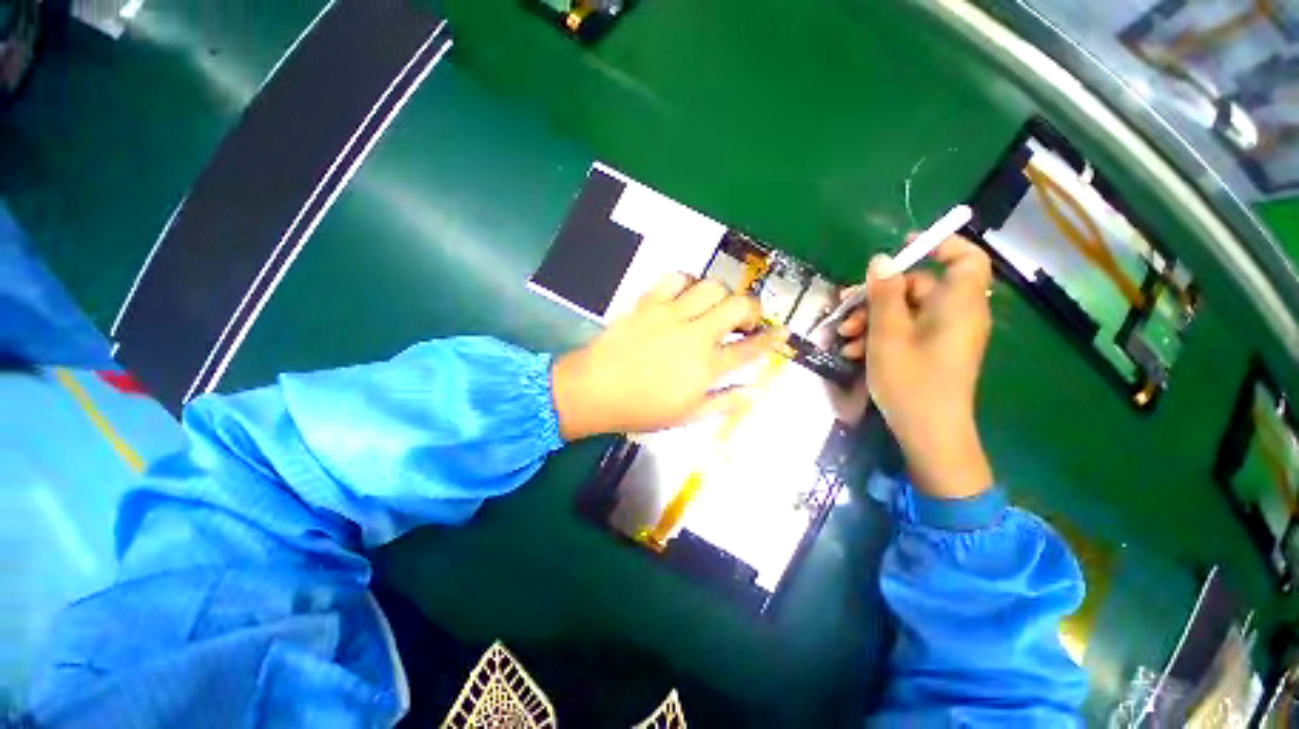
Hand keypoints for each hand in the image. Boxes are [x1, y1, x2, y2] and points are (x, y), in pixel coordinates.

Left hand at [551, 274, 786, 439]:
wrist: (594, 390)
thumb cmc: (641, 408)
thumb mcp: (687, 415)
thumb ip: (725, 402)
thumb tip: (756, 391)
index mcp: (706, 367)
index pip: (750, 349)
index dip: (772, 339)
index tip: (782, 332)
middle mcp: (695, 335)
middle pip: (738, 307)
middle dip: (752, 309)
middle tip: (744, 319)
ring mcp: (671, 314)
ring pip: (711, 286)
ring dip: (720, 295)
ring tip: (713, 307)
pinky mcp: (649, 302)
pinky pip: (675, 278)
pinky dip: (686, 282)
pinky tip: (684, 295)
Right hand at [837, 235, 994, 499]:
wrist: (928, 433)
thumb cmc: (911, 380)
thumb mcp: (888, 334)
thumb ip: (885, 294)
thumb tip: (881, 260)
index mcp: (958, 304)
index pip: (965, 257)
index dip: (939, 245)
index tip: (902, 248)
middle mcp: (957, 315)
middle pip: (921, 286)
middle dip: (879, 295)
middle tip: (847, 308)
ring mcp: (944, 335)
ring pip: (907, 311)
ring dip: (872, 318)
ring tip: (844, 337)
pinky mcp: (933, 351)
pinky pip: (908, 331)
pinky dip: (881, 335)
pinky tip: (854, 351)